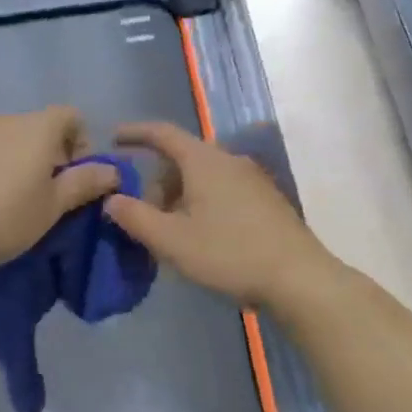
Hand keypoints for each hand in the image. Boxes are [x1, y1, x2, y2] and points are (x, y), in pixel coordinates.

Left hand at [0, 107, 119, 271]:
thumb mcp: (50, 209)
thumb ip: (83, 184)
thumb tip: (112, 170)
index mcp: (36, 129)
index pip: (71, 115)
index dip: (81, 142)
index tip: (74, 177)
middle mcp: (3, 119)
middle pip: (36, 128)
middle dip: (46, 156)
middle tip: (42, 196)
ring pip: (3, 140)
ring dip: (12, 161)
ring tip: (4, 201)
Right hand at [104, 122, 331, 306]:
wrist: (298, 278)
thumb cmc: (229, 254)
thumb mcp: (171, 241)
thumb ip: (135, 217)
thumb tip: (112, 199)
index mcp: (204, 160)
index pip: (162, 133)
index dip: (135, 133)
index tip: (113, 140)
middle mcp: (229, 160)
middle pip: (182, 158)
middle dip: (157, 181)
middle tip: (143, 214)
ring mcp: (252, 179)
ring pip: (203, 177)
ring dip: (179, 196)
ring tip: (170, 232)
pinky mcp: (266, 200)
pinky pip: (223, 190)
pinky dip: (202, 203)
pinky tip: (201, 237)